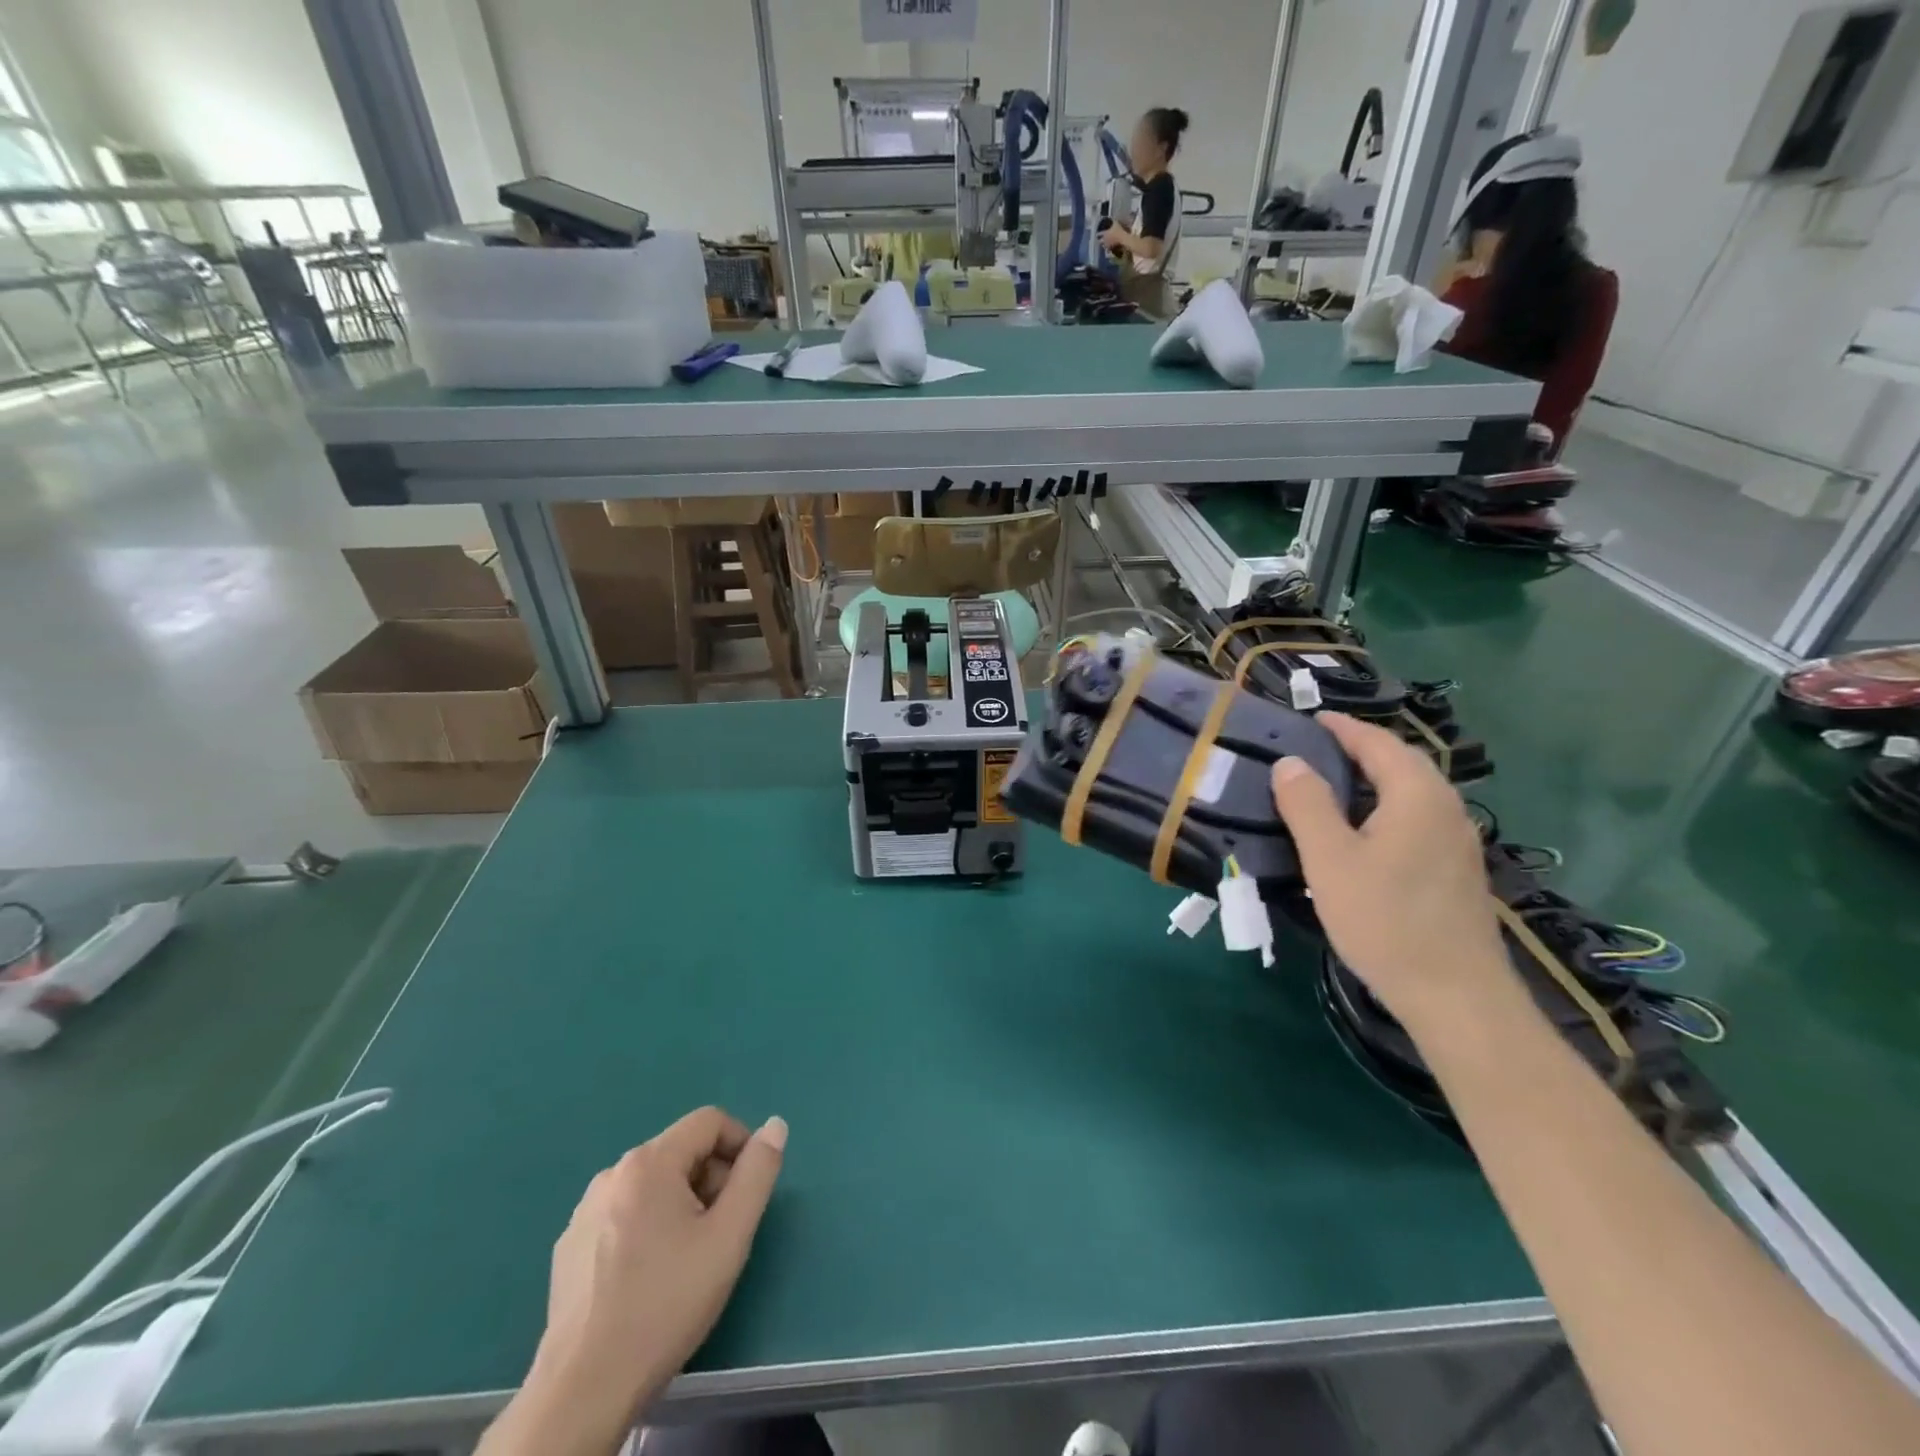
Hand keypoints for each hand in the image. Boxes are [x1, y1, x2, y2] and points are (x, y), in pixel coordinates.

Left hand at [483, 1108, 786, 1455]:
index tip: (748, 1192)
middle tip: (722, 1231)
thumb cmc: (666, 1304)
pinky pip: (623, 1214)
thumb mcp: (729, 1236)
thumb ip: (757, 1174)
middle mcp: (613, 1173)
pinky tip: (648, 1278)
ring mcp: (584, 1211)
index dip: (740, 1145)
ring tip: (688, 1258)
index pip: (709, 1121)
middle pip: (681, 1152)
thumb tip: (775, 1126)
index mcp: (649, 1162)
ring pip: (652, 1184)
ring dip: (681, 1204)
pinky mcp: (568, 1247)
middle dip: (711, 1180)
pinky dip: (647, 1227)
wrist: (583, 1390)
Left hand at [1099, 224, 1127, 253]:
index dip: (1098, 234)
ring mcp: (1107, 244)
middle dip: (1100, 240)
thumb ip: (1113, 221)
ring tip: (1104, 244)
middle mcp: (1104, 239)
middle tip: (1100, 240)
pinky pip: (1107, 250)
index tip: (1097, 234)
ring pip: (1103, 246)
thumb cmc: (1119, 230)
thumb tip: (1112, 218)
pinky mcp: (1110, 248)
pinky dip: (1107, 249)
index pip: (1099, 234)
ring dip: (1103, 245)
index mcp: (1105, 233)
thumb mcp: (1116, 223)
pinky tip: (1108, 249)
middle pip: (1100, 241)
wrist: (1122, 238)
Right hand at [1271, 713, 1511, 1033]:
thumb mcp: (1329, 859)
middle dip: (1360, 749)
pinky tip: (1361, 832)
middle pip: (1401, 763)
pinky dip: (1385, 807)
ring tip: (1329, 786)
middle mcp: (1446, 808)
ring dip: (1373, 779)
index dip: (1343, 728)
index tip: (1310, 719)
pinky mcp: (1456, 870)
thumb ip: (1307, 805)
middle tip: (1314, 749)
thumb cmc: (1385, 920)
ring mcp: (1457, 841)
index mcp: (1418, 795)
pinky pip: (1416, 819)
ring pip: (1411, 793)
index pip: (1378, 743)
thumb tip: (1291, 763)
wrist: (1455, 995)